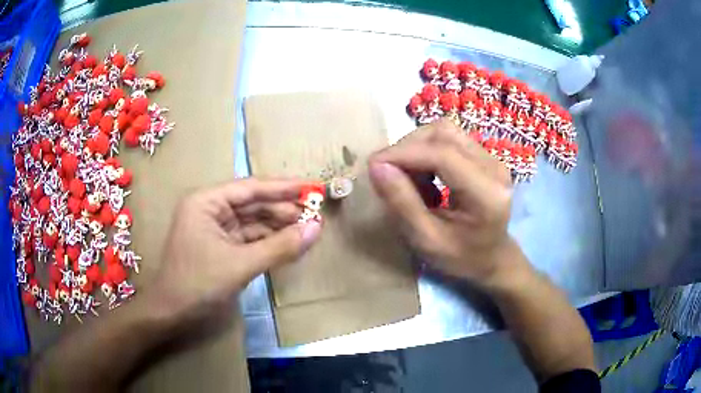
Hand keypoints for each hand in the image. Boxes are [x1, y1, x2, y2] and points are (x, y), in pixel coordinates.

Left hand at [149, 179, 321, 318]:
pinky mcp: (221, 247)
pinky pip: (249, 239)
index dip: (285, 188)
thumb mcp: (240, 264)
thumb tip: (317, 229)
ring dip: (279, 227)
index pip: (252, 188)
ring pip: (253, 222)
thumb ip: (279, 247)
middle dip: (284, 210)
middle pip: (253, 204)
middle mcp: (210, 209)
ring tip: (308, 230)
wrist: (172, 313)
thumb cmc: (198, 283)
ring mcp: (215, 228)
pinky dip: (269, 242)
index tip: (313, 187)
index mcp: (207, 201)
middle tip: (316, 214)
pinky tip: (289, 244)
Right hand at [368, 119, 520, 285]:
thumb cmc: (460, 259)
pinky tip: (424, 177)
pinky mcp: (486, 156)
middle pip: (443, 133)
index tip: (373, 165)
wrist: (492, 259)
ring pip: (445, 131)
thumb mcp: (426, 240)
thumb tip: (376, 166)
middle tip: (389, 174)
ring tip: (407, 177)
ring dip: (417, 148)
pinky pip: (449, 140)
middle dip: (408, 148)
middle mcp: (495, 168)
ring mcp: (492, 159)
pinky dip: (427, 152)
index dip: (404, 154)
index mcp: (487, 195)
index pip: (442, 155)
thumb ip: (402, 203)